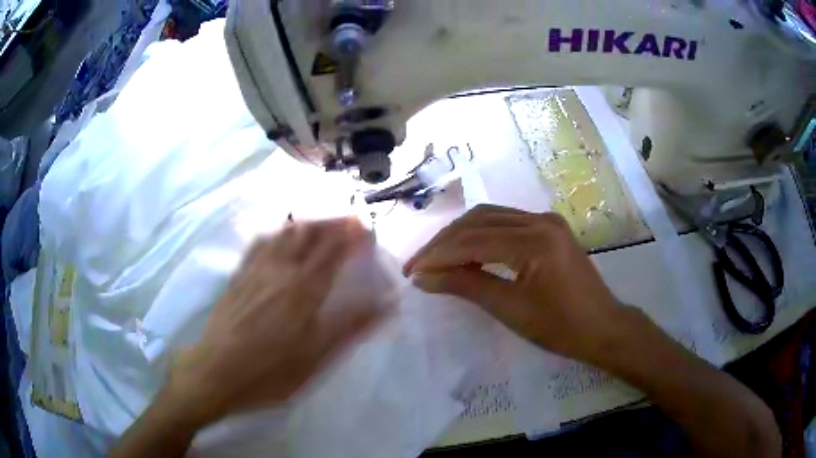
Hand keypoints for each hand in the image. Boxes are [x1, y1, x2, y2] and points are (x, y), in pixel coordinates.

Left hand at [169, 218, 383, 423]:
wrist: (217, 372)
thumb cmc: (270, 370)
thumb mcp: (316, 356)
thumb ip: (351, 325)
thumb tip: (387, 302)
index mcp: (303, 288)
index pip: (333, 249)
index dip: (352, 234)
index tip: (367, 228)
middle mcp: (280, 269)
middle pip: (309, 233)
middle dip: (333, 223)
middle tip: (350, 222)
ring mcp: (255, 269)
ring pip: (284, 233)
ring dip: (307, 224)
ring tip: (321, 225)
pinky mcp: (238, 275)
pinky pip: (260, 242)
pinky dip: (278, 233)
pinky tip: (279, 237)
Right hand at [404, 205, 623, 364]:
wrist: (603, 327)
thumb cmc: (560, 327)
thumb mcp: (511, 309)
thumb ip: (466, 286)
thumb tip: (423, 278)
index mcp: (535, 240)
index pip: (473, 241)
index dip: (438, 256)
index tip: (411, 272)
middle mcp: (540, 220)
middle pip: (478, 221)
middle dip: (444, 242)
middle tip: (419, 265)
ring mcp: (546, 221)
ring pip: (490, 217)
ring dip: (460, 236)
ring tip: (436, 259)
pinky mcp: (549, 228)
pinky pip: (505, 223)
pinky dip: (480, 236)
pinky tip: (467, 252)